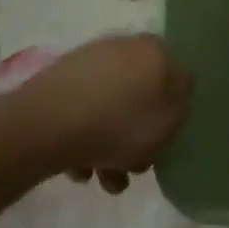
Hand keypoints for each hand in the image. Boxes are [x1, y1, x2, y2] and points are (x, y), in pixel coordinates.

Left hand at [12, 34, 193, 193]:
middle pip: (139, 97)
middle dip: (136, 136)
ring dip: (109, 146)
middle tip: (133, 167)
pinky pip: (81, 113)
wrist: (48, 124)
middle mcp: (123, 48)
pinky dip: (84, 139)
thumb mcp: (170, 122)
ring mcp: (87, 63)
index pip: (175, 77)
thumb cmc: (121, 123)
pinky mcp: (56, 83)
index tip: (164, 138)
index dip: (172, 111)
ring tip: (102, 180)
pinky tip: (79, 168)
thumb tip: (175, 95)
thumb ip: (180, 107)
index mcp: (155, 51)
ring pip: (109, 109)